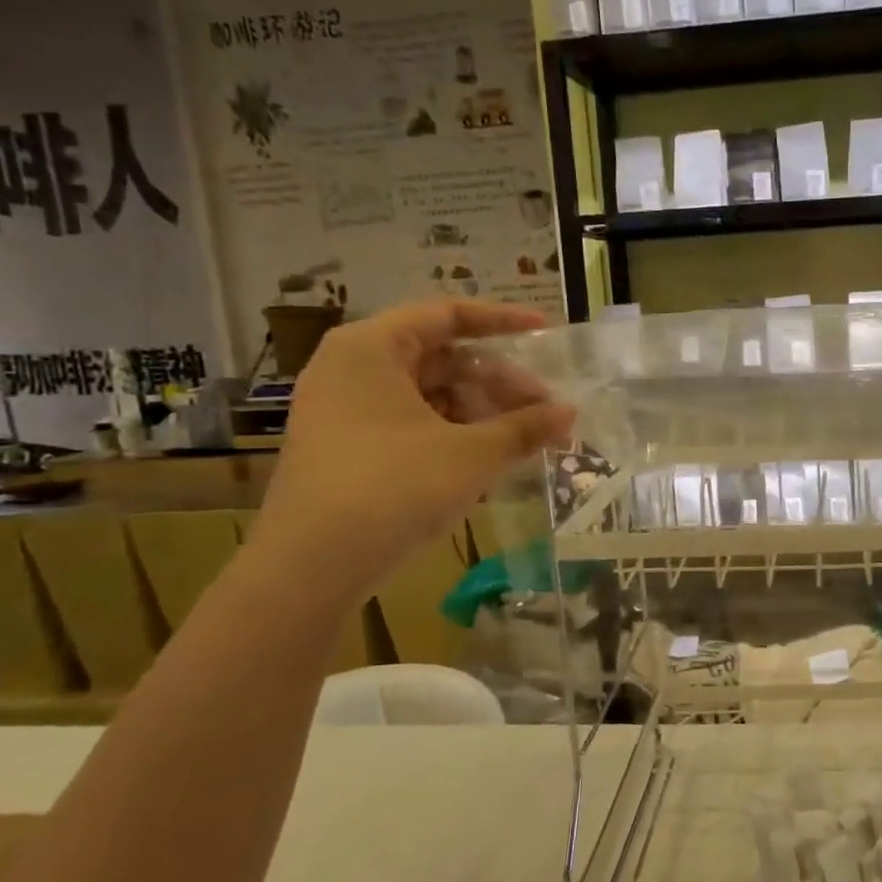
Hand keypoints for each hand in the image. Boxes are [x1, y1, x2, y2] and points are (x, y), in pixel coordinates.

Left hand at [250, 299, 573, 592]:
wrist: (310, 566)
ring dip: (480, 411)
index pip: (447, 314)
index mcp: (372, 347)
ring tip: (524, 438)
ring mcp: (344, 411)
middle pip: (440, 358)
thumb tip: (570, 413)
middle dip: (498, 381)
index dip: (502, 321)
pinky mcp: (347, 449)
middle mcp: (352, 368)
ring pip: (428, 394)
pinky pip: (411, 424)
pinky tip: (489, 459)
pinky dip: (453, 433)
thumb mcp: (471, 454)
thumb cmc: (394, 487)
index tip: (546, 333)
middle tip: (544, 408)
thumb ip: (525, 427)